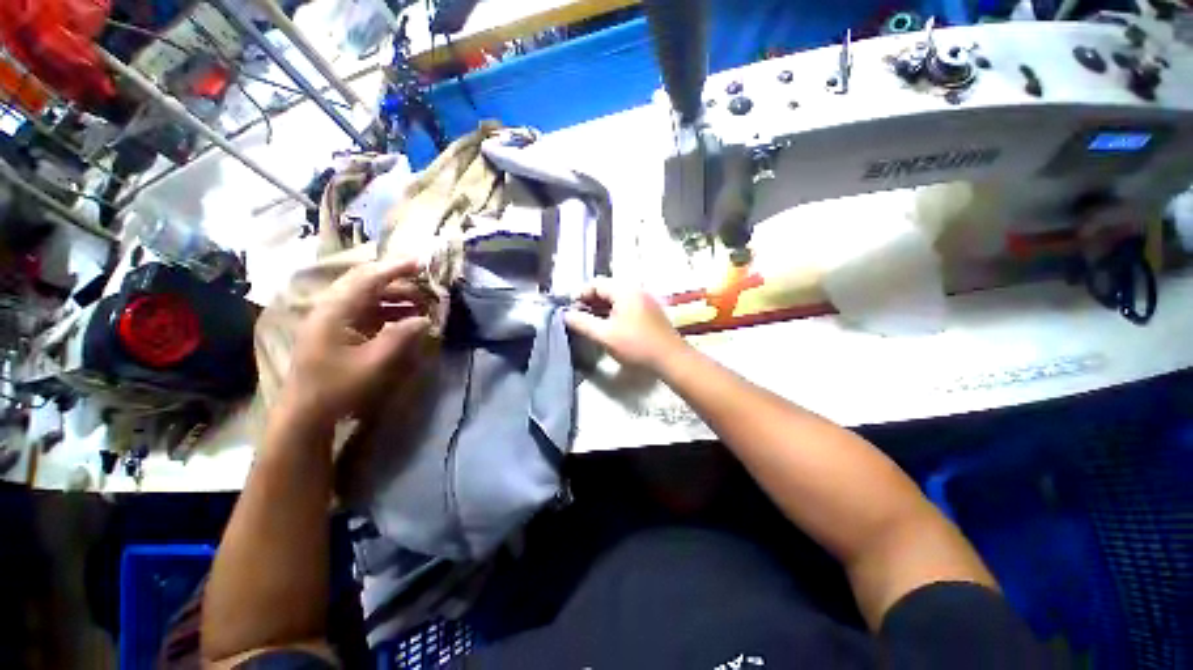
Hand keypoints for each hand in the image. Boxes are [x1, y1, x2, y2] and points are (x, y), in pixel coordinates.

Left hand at [284, 258, 431, 425]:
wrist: (306, 412)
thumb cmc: (338, 387)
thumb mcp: (375, 363)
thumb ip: (402, 336)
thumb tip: (425, 319)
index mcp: (336, 311)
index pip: (368, 279)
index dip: (395, 268)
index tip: (421, 263)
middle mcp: (332, 308)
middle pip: (366, 283)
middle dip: (398, 281)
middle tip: (426, 286)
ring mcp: (332, 319)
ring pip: (367, 297)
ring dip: (395, 297)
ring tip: (422, 304)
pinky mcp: (337, 331)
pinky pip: (366, 311)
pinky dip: (388, 310)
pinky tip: (405, 319)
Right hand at [564, 277, 685, 370]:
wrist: (671, 359)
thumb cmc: (636, 345)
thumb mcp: (605, 335)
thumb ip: (583, 323)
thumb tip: (566, 315)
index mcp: (625, 290)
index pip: (596, 283)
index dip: (580, 294)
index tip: (569, 309)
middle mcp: (635, 290)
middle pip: (606, 289)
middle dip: (590, 302)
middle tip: (578, 317)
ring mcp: (644, 300)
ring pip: (616, 299)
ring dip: (601, 308)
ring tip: (589, 323)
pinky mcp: (649, 311)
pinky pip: (626, 306)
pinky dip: (613, 313)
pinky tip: (607, 326)